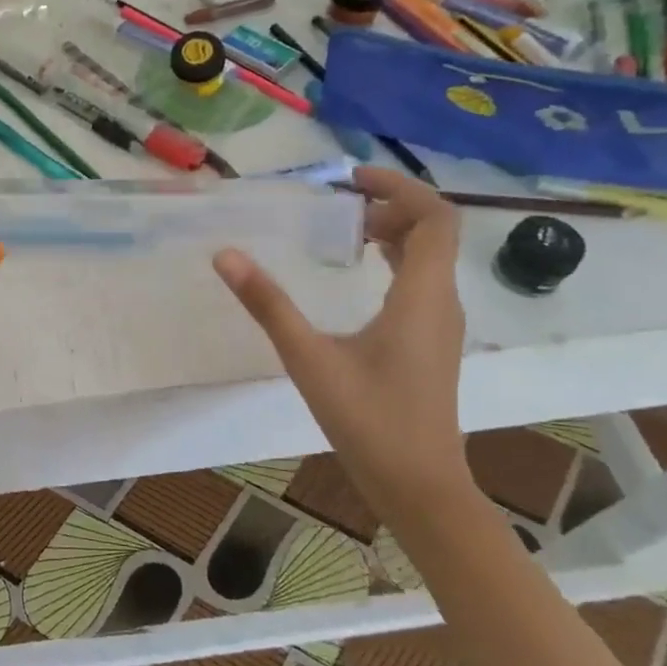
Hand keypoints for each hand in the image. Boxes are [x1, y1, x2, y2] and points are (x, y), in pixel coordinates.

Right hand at [213, 167, 468, 507]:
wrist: (419, 485)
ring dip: (395, 232)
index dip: (399, 186)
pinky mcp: (432, 342)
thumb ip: (268, 304)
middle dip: (391, 206)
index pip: (435, 217)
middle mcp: (441, 301)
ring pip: (430, 257)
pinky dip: (396, 260)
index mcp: (422, 295)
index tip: (351, 179)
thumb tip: (225, 255)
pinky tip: (360, 275)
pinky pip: (422, 281)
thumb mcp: (308, 358)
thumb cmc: (368, 421)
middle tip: (340, 205)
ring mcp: (440, 324)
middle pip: (435, 231)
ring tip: (346, 230)